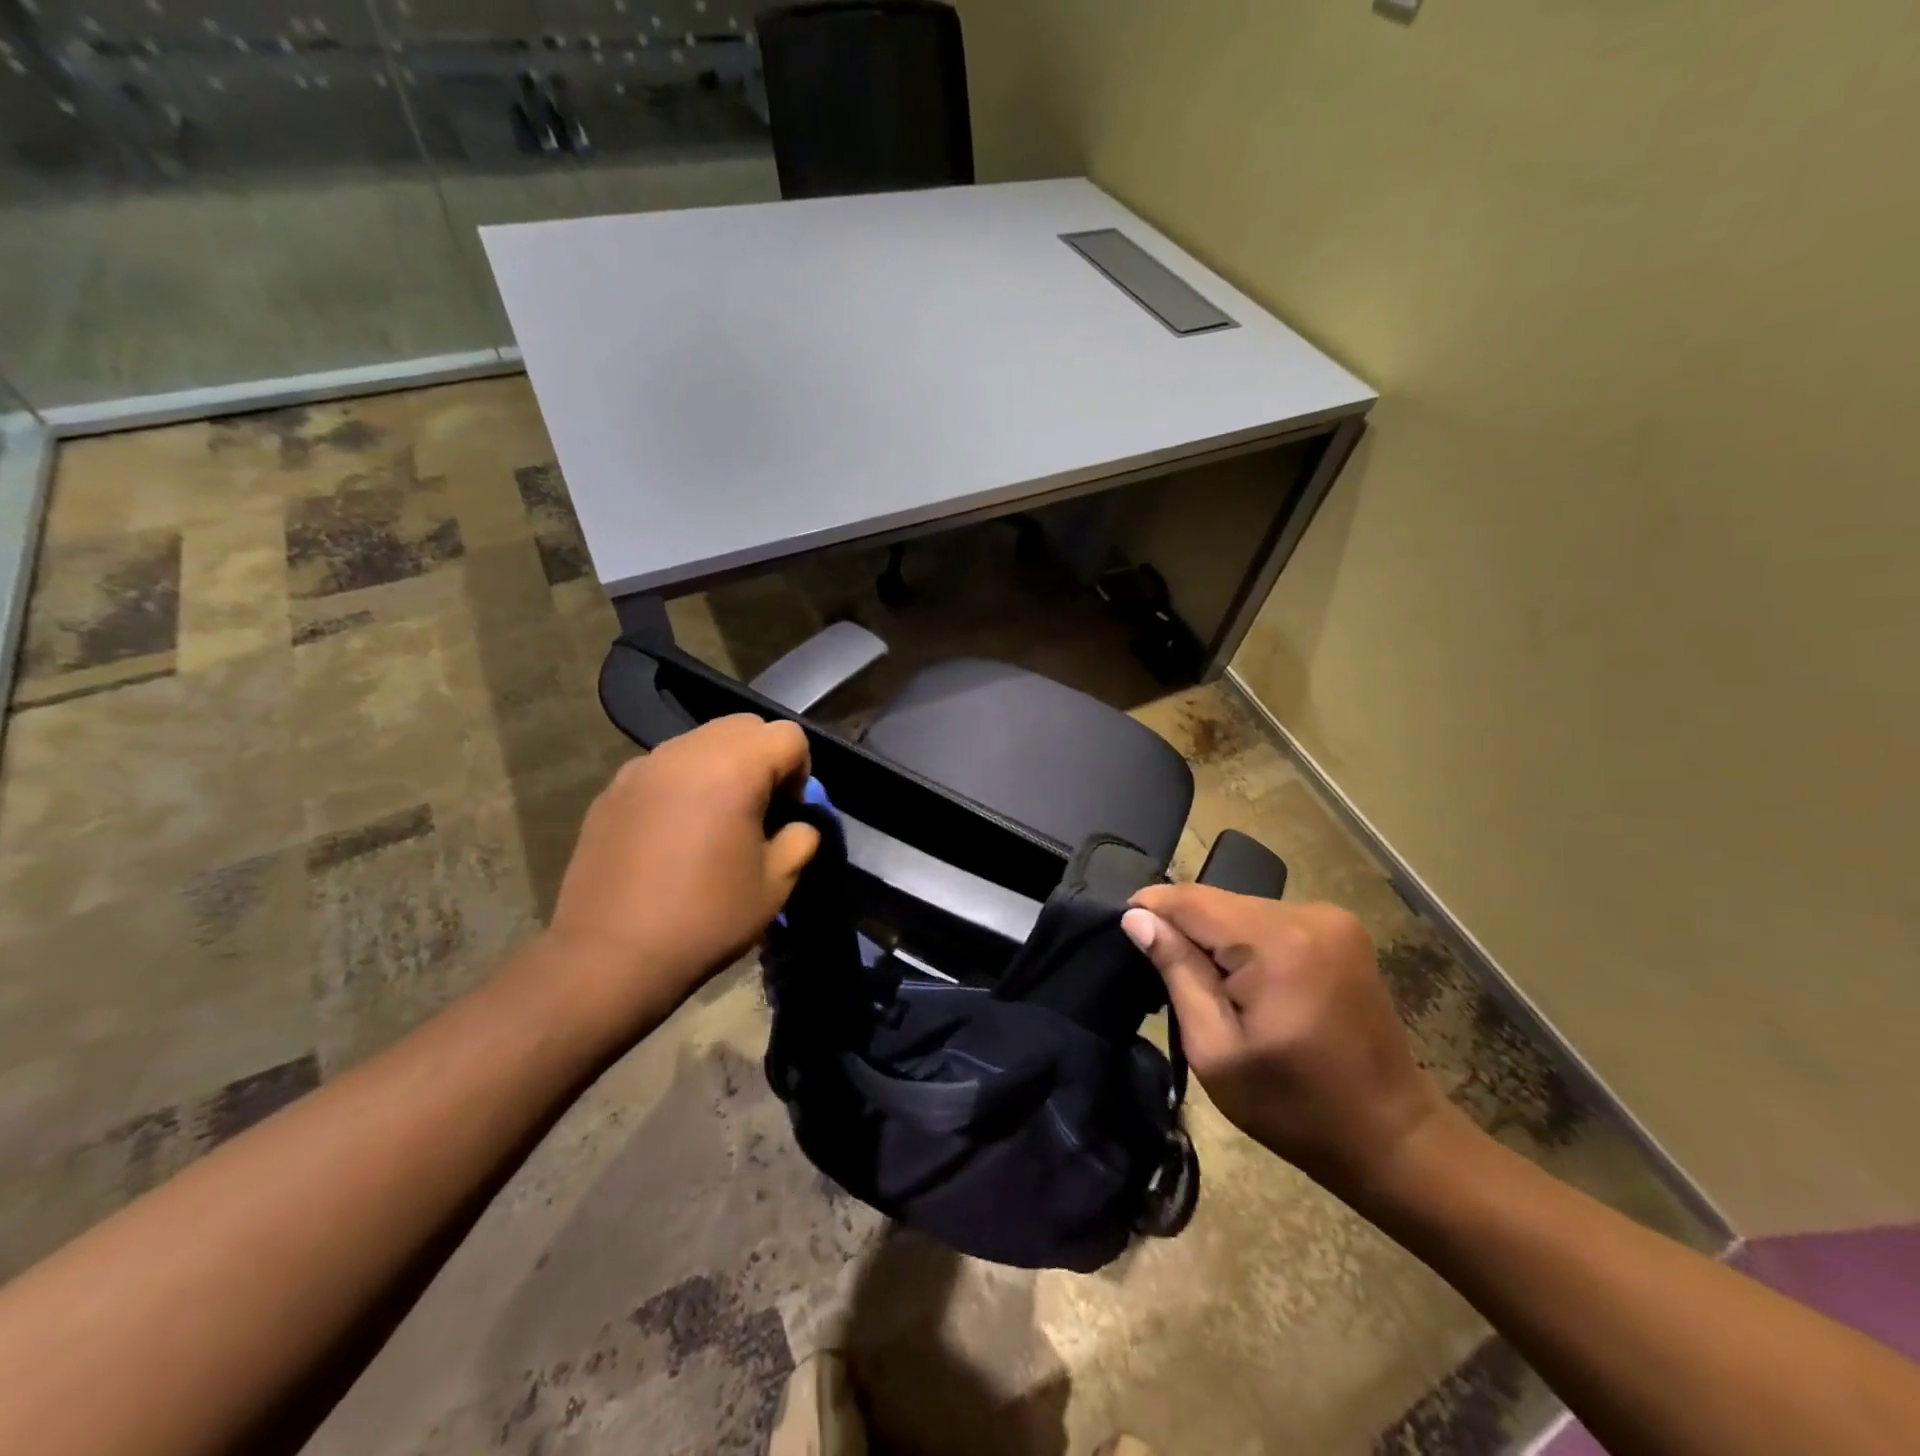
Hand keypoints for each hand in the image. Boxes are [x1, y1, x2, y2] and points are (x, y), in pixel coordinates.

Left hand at [544, 716, 821, 1029]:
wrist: (611, 957)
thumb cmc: (706, 918)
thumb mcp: (777, 884)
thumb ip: (801, 839)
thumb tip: (796, 824)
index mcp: (733, 768)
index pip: (786, 736)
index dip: (800, 771)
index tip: (788, 813)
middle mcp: (686, 753)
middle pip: (743, 727)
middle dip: (762, 759)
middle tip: (757, 810)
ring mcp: (642, 767)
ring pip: (700, 742)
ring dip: (721, 767)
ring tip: (714, 820)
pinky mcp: (612, 790)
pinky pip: (663, 767)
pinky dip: (682, 784)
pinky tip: (673, 834)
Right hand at [1122, 885, 1448, 1197]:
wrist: (1392, 1136)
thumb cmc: (1294, 1107)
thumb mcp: (1215, 1049)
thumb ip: (1177, 972)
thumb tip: (1137, 918)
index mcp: (1278, 943)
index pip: (1191, 899)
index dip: (1151, 907)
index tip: (1122, 931)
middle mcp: (1307, 914)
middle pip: (1217, 901)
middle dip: (1184, 928)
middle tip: (1162, 973)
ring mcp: (1332, 919)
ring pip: (1242, 909)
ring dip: (1215, 936)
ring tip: (1204, 983)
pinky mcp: (1342, 931)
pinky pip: (1269, 920)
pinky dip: (1246, 941)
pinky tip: (1244, 979)